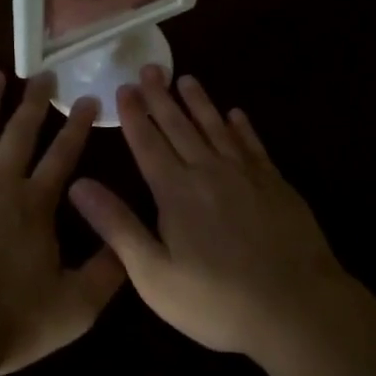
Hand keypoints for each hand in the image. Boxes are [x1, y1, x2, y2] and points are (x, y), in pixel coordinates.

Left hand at [0, 72, 125, 375]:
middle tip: (43, 74)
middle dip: (34, 103)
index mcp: (34, 206)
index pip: (62, 156)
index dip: (78, 127)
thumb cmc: (7, 322)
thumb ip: (105, 273)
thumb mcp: (73, 308)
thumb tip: (129, 242)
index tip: (88, 99)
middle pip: (19, 135)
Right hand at [68, 67, 351, 357]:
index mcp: (176, 192)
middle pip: (180, 126)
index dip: (134, 115)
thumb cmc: (217, 301)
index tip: (124, 88)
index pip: (148, 144)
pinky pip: (253, 145)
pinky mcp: (275, 184)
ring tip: (186, 79)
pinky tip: (236, 114)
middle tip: (150, 68)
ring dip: (199, 102)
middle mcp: (208, 172)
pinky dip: (242, 127)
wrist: (296, 307)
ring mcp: (246, 175)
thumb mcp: (154, 275)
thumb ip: (117, 226)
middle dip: (161, 97)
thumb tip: (78, 185)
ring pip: (216, 127)